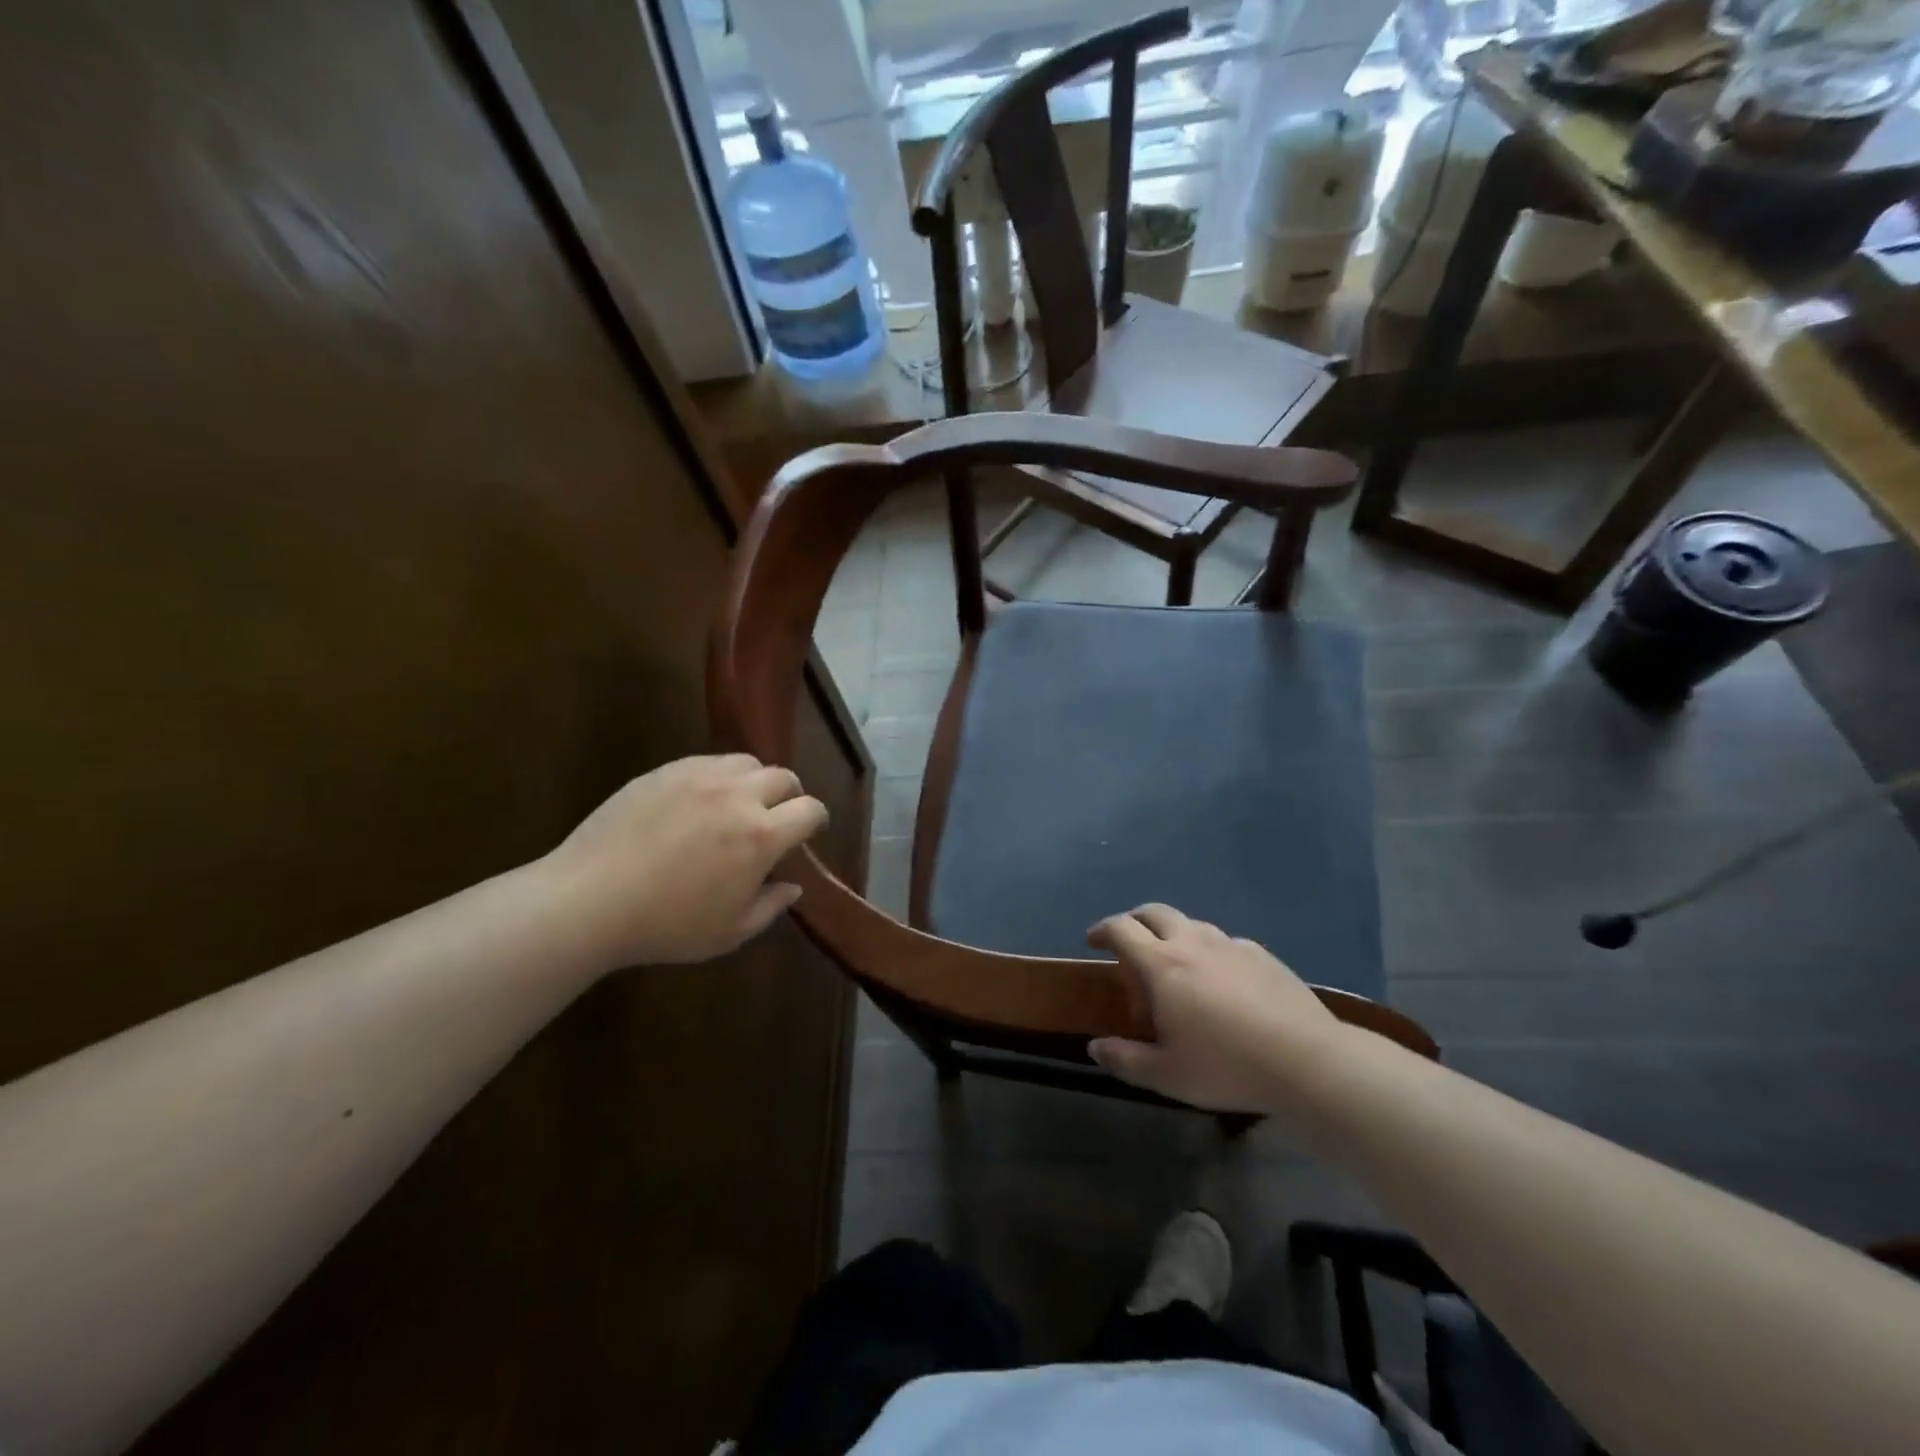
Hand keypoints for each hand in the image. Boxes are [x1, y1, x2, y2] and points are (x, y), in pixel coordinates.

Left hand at [538, 754, 828, 968]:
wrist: (589, 900)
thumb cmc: (666, 925)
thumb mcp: (730, 933)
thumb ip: (771, 907)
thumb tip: (793, 885)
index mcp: (761, 836)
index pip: (810, 810)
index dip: (817, 820)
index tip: (809, 832)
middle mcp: (738, 796)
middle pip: (784, 777)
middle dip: (789, 796)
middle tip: (775, 818)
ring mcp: (700, 777)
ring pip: (746, 762)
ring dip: (754, 781)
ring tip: (737, 804)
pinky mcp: (666, 771)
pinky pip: (707, 762)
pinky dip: (717, 777)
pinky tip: (698, 802)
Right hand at [1086, 904, 1346, 1114]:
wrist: (1307, 1061)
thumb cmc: (1226, 1066)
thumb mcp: (1166, 1075)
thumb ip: (1125, 1059)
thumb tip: (1095, 1047)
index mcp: (1162, 965)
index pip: (1121, 929)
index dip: (1102, 929)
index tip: (1093, 941)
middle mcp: (1193, 943)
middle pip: (1155, 912)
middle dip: (1135, 921)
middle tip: (1129, 943)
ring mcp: (1231, 945)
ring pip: (1192, 924)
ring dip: (1173, 935)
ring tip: (1175, 965)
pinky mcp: (1262, 955)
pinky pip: (1225, 943)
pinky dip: (1210, 951)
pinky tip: (1221, 981)